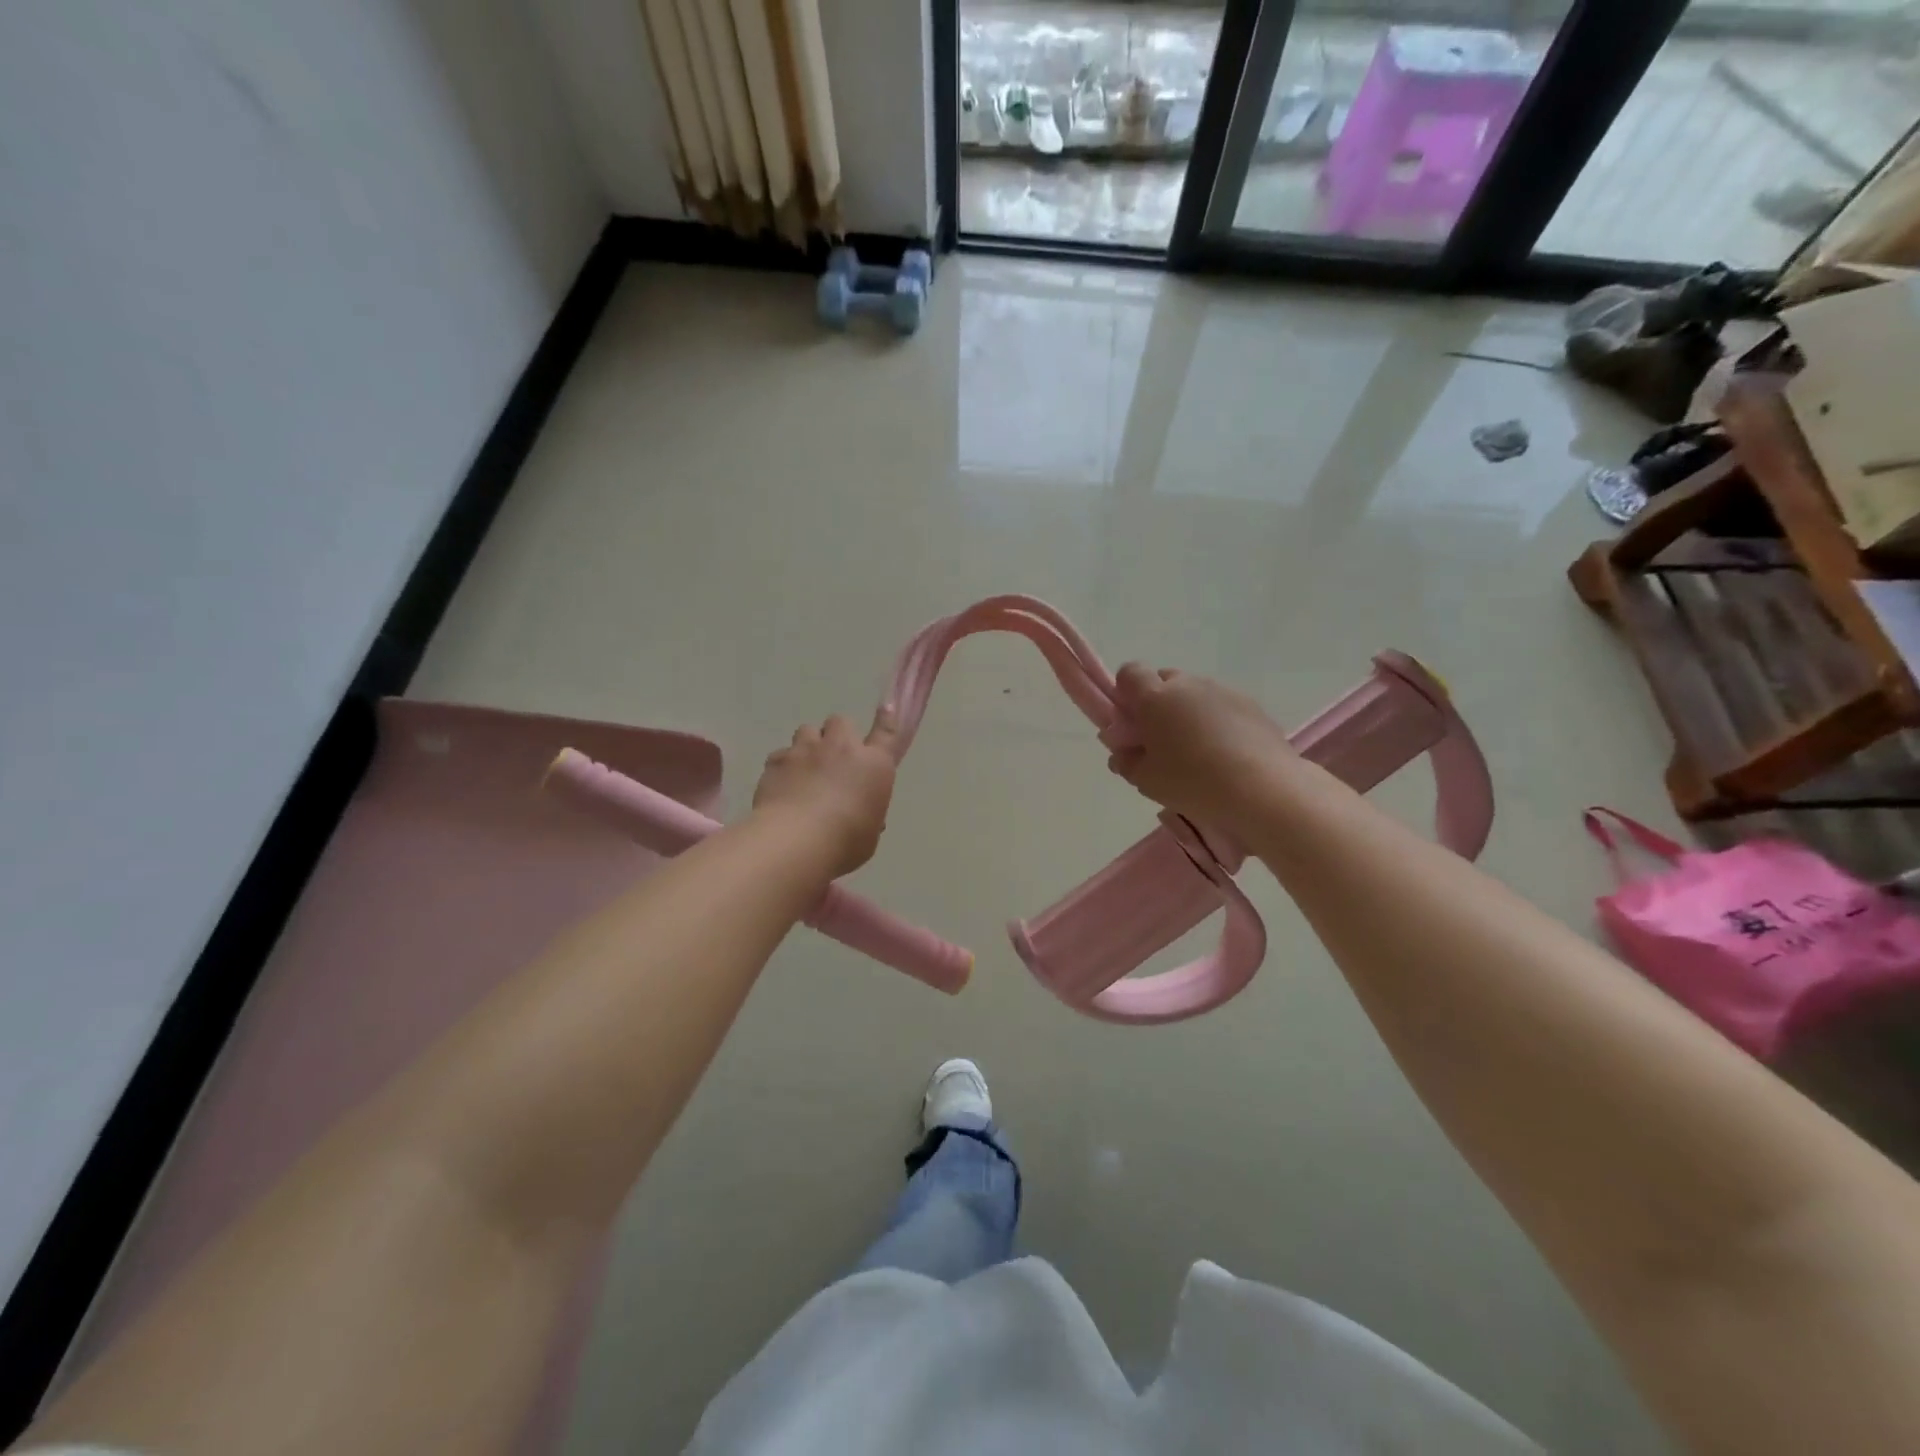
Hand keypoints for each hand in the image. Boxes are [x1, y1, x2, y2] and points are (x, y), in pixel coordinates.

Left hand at [752, 709, 899, 877]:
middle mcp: (842, 748)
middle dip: (837, 735)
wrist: (798, 841)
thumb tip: (861, 811)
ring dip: (808, 745)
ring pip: (807, 730)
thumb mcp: (869, 833)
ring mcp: (806, 750)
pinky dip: (782, 767)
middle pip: (840, 722)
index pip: (886, 733)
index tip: (886, 706)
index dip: (887, 718)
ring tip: (803, 768)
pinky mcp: (777, 760)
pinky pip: (780, 755)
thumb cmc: (846, 842)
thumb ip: (867, 814)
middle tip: (832, 758)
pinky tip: (780, 786)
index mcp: (874, 765)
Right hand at [1106, 665, 1293, 833]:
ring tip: (1198, 752)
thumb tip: (1123, 750)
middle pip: (1164, 680)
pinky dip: (1217, 722)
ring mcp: (1223, 691)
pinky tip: (1226, 755)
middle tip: (1162, 741)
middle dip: (1158, 703)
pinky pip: (1222, 706)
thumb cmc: (1192, 782)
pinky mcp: (1251, 705)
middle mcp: (1188, 685)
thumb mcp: (1145, 780)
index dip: (1125, 693)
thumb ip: (1126, 760)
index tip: (1131, 722)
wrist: (1262, 789)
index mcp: (1155, 697)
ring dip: (1189, 713)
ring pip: (1195, 694)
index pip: (1130, 673)